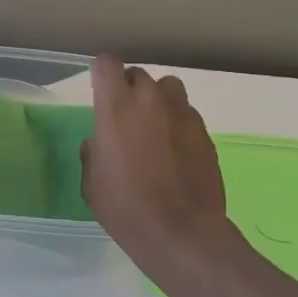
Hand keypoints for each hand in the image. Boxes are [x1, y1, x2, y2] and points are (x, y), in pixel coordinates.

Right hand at [82, 55, 237, 283]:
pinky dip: (178, 124)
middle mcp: (150, 100)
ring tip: (154, 127)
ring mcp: (183, 114)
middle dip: (129, 89)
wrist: (181, 233)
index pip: (107, 63)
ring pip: (168, 88)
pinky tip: (175, 152)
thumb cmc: (125, 207)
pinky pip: (187, 115)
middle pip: (139, 74)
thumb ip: (94, 151)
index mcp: (116, 106)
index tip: (99, 91)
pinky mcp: (205, 133)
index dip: (102, 73)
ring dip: (158, 100)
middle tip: (125, 117)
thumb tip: (100, 142)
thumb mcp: (92, 182)